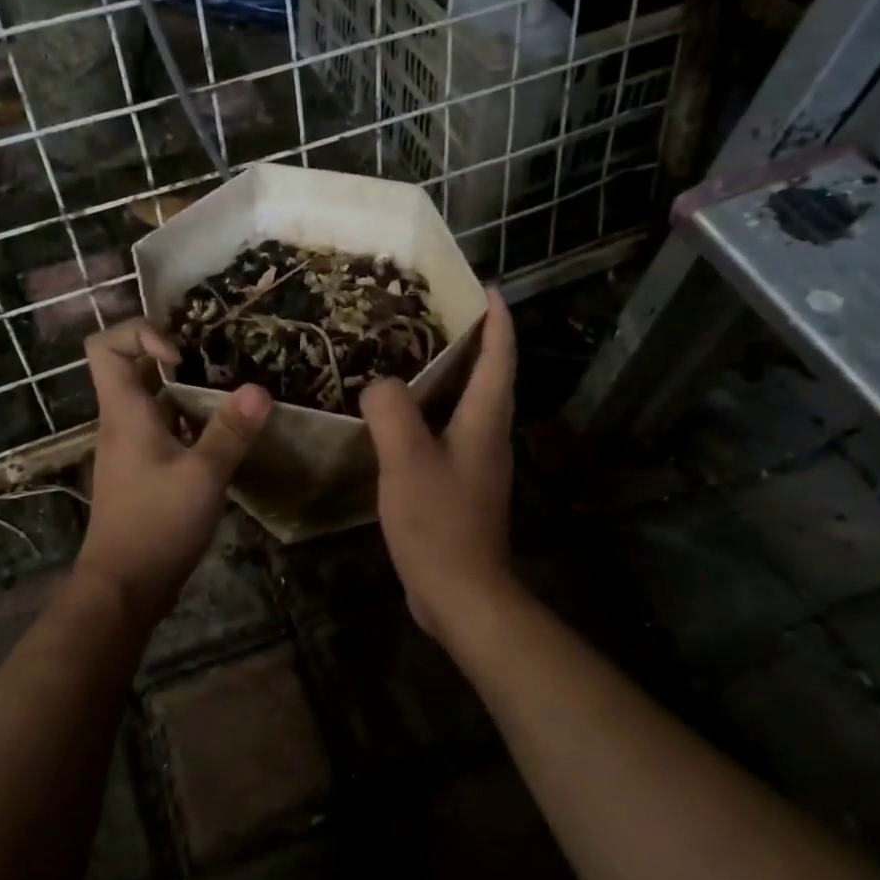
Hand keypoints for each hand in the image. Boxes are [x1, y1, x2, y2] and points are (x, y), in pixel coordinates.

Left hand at [75, 319, 271, 623]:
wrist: (124, 586)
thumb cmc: (156, 524)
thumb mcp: (203, 475)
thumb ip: (230, 431)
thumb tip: (259, 388)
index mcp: (124, 412)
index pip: (105, 346)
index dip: (140, 334)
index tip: (182, 356)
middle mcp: (121, 423)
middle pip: (132, 368)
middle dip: (174, 358)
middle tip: (217, 366)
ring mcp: (131, 448)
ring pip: (153, 401)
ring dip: (187, 393)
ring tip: (230, 397)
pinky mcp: (143, 471)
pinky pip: (164, 430)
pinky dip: (189, 424)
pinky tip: (223, 438)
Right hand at [360, 289, 518, 642]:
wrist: (461, 593)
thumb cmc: (439, 522)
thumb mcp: (407, 460)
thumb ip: (391, 411)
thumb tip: (380, 385)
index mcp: (485, 420)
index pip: (499, 356)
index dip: (496, 318)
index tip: (483, 285)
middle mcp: (489, 435)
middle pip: (486, 375)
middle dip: (468, 339)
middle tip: (429, 313)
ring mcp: (477, 462)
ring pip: (464, 404)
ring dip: (446, 375)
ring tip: (406, 354)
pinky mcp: (461, 485)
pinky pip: (446, 432)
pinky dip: (427, 412)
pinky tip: (396, 415)